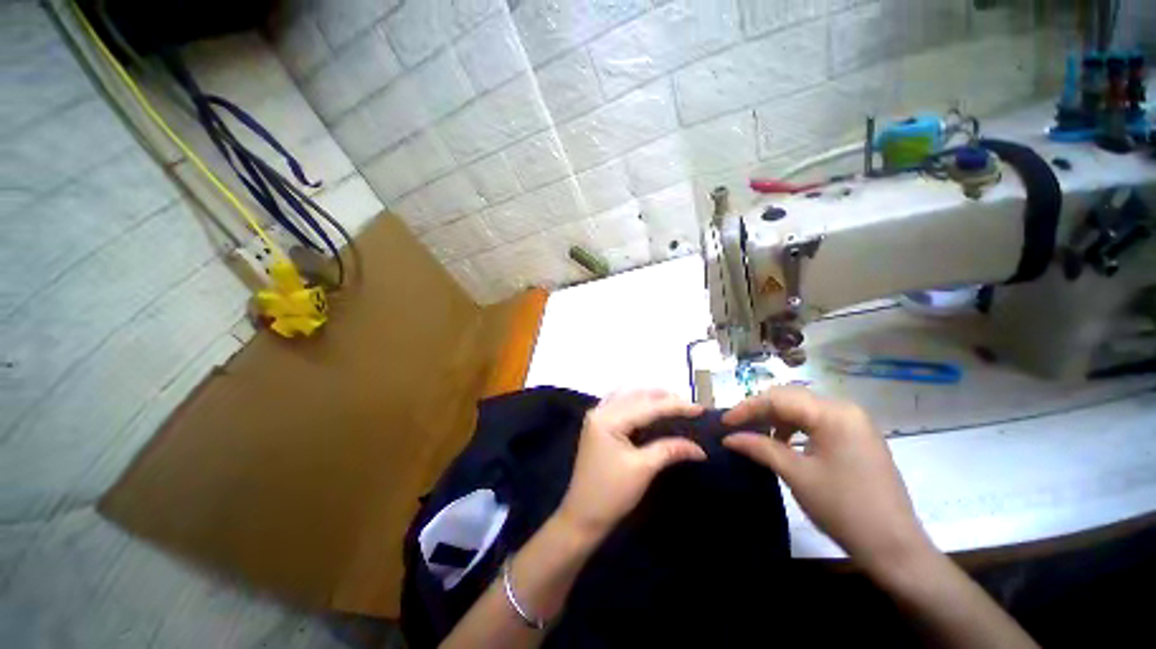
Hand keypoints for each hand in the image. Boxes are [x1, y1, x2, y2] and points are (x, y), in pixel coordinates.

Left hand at [558, 390, 705, 540]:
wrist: (582, 516)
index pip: (646, 406)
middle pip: (635, 395)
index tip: (699, 408)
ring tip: (673, 402)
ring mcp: (596, 417)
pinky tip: (649, 406)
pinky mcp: (598, 425)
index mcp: (608, 419)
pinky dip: (636, 402)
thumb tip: (699, 448)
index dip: (674, 406)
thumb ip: (670, 450)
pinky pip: (619, 404)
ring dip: (649, 397)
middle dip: (662, 397)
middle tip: (688, 405)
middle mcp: (600, 411)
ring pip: (627, 396)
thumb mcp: (643, 469)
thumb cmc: (612, 494)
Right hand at [722, 387, 932, 575]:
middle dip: (759, 411)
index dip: (747, 408)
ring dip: (775, 419)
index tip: (724, 423)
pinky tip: (782, 443)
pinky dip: (794, 428)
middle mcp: (844, 409)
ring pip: (803, 410)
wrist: (895, 547)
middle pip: (790, 399)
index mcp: (833, 413)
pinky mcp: (856, 438)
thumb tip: (728, 437)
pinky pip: (817, 423)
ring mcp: (854, 424)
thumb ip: (760, 448)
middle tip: (736, 426)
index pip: (778, 399)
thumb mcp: (796, 475)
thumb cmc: (843, 508)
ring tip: (754, 434)